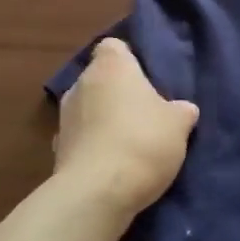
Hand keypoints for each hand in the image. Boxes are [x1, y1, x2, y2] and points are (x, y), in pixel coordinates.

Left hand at [54, 38, 198, 218]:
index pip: (113, 47)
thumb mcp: (178, 125)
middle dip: (117, 92)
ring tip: (128, 143)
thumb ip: (180, 111)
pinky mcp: (56, 149)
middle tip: (144, 112)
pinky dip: (92, 146)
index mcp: (111, 66)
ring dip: (103, 119)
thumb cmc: (142, 142)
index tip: (146, 78)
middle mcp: (81, 83)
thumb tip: (183, 109)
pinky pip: (80, 138)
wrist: (96, 193)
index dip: (129, 59)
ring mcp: (64, 116)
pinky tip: (111, 165)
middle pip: (100, 78)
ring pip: (87, 108)